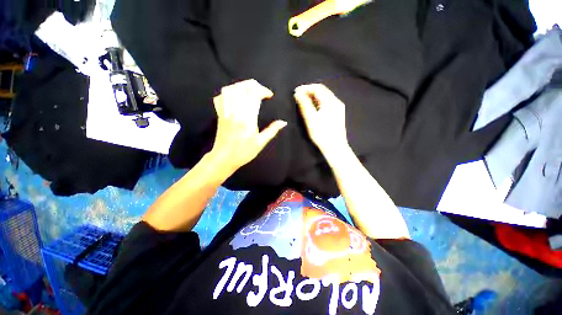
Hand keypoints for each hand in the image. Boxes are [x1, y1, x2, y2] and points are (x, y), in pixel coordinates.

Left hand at [209, 79, 286, 172]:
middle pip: (242, 88)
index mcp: (247, 119)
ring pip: (230, 90)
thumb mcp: (260, 143)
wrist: (224, 158)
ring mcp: (225, 112)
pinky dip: (229, 92)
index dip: (263, 91)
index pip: (254, 95)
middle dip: (253, 85)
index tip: (269, 96)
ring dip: (241, 86)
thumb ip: (272, 130)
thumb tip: (283, 122)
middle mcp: (235, 112)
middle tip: (261, 91)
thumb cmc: (244, 152)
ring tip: (250, 90)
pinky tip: (236, 96)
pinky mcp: (219, 114)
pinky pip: (220, 97)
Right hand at [294, 84, 349, 157]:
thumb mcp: (311, 119)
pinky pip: (327, 102)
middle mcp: (336, 102)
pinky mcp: (338, 113)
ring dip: (314, 96)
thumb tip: (297, 93)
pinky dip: (318, 101)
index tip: (295, 91)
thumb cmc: (322, 134)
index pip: (317, 88)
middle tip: (299, 95)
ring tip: (304, 100)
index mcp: (330, 102)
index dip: (305, 88)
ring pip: (325, 96)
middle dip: (310, 90)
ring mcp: (338, 108)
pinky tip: (313, 106)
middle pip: (322, 90)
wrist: (335, 147)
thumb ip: (304, 105)